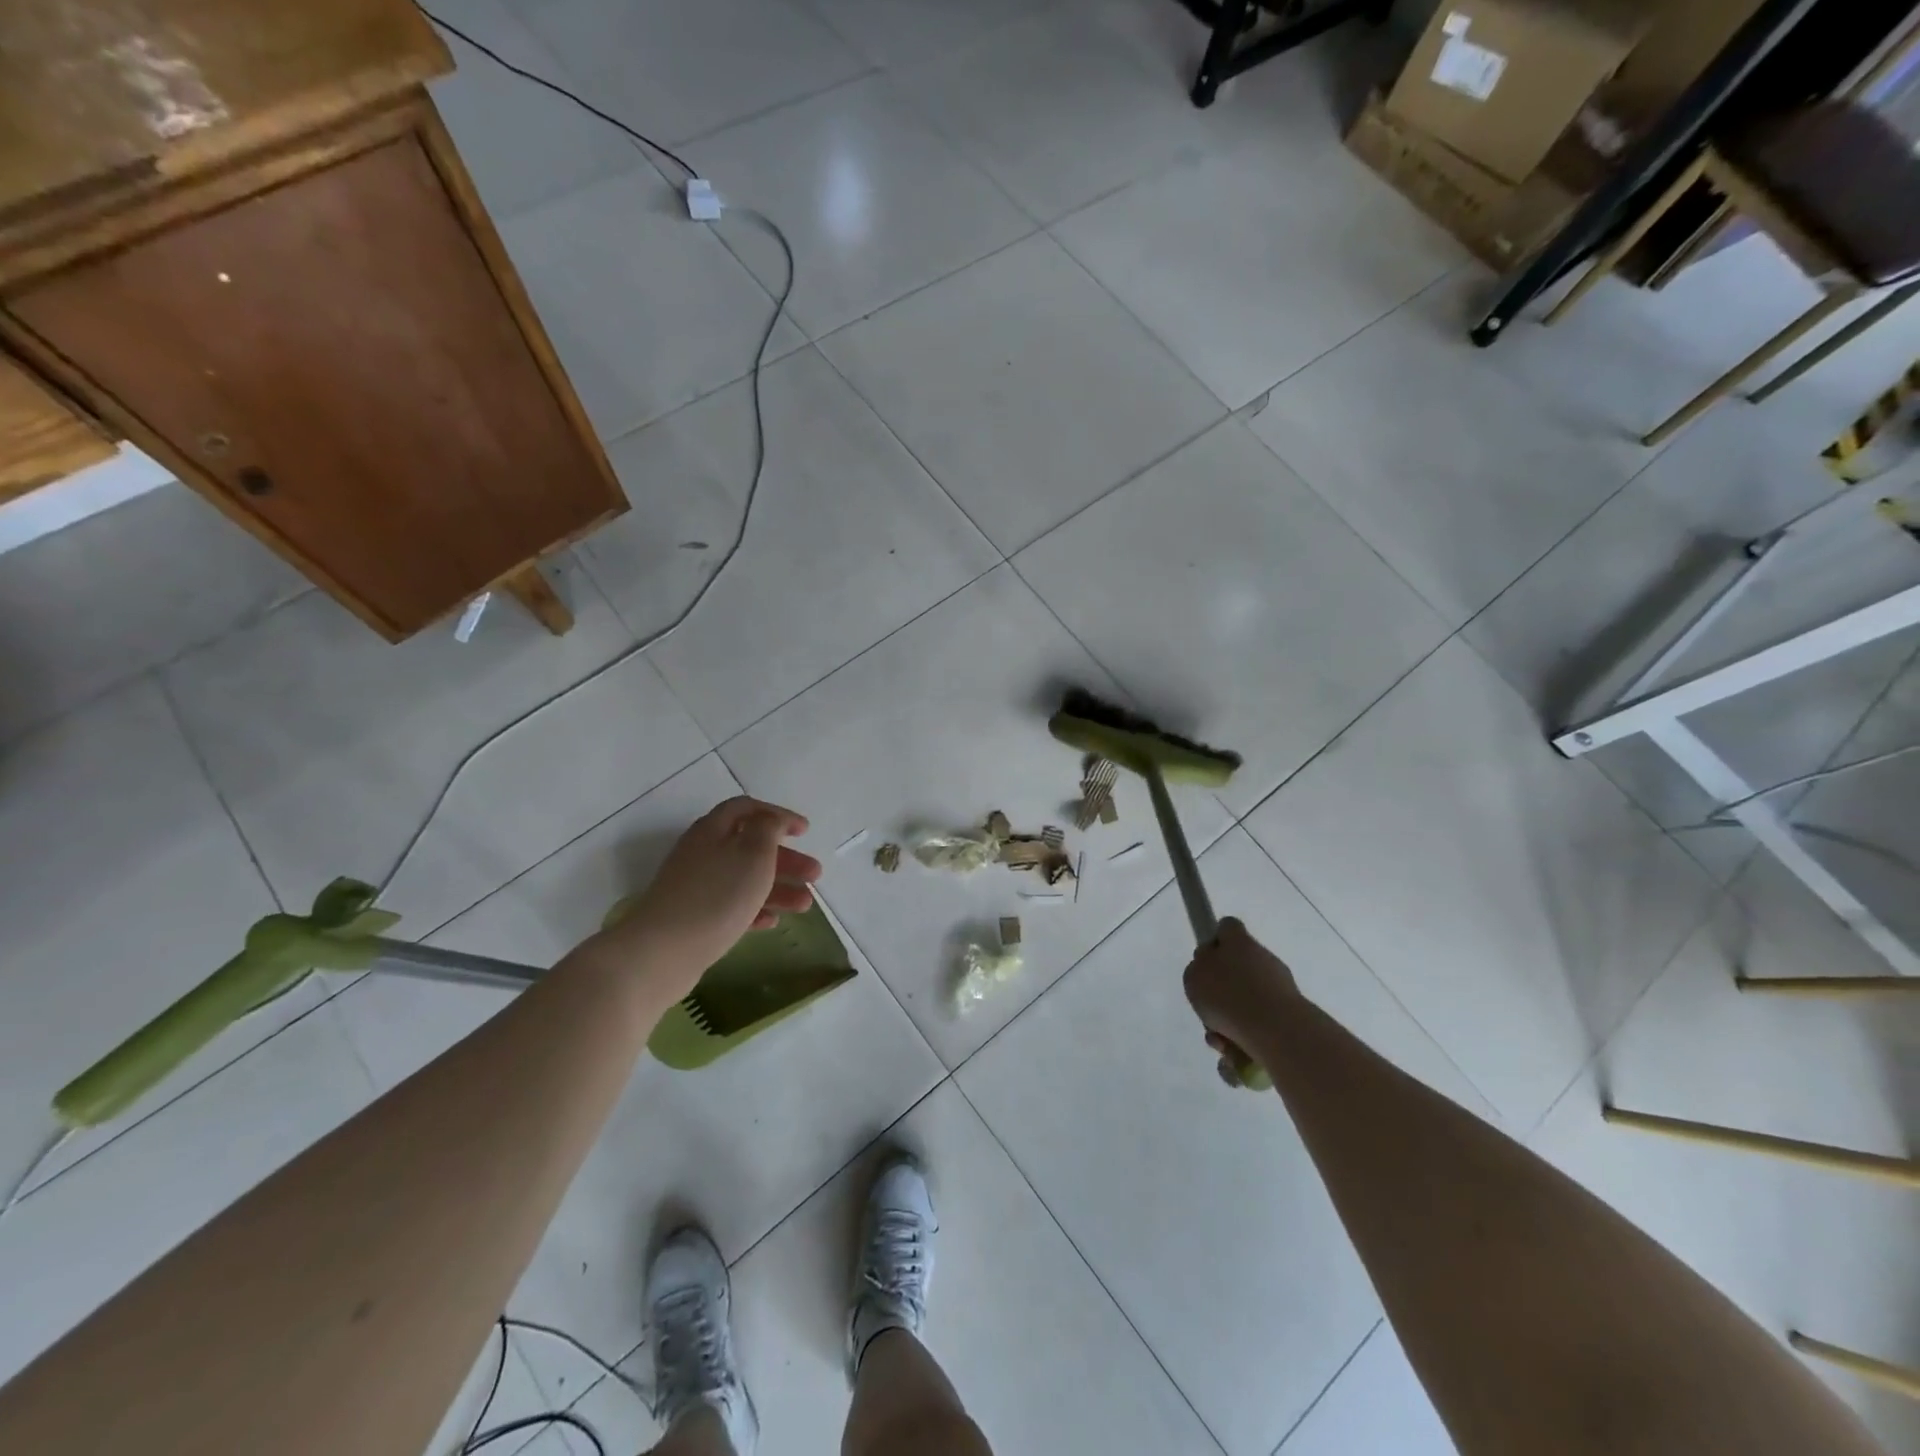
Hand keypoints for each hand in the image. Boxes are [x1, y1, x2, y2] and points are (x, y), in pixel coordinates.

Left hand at [617, 797, 821, 981]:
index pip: (748, 809)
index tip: (805, 831)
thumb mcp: (753, 852)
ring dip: (778, 888)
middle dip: (786, 859)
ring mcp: (696, 886)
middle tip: (815, 873)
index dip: (778, 815)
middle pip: (750, 847)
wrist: (663, 951)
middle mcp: (702, 852)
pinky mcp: (693, 917)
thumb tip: (770, 820)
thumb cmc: (717, 895)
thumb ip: (767, 828)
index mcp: (713, 830)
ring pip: (744, 879)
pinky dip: (754, 909)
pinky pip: (731, 906)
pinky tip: (772, 922)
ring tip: (805, 905)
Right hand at [1183, 918, 1298, 1085]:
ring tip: (1222, 1045)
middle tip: (1209, 1013)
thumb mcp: (1195, 976)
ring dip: (1230, 1025)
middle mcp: (1262, 960)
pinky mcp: (1291, 1017)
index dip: (1215, 941)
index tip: (1206, 961)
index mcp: (1239, 943)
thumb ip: (1199, 969)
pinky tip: (1236, 1058)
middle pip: (1237, 971)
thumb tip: (1211, 971)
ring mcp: (1280, 988)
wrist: (1276, 1030)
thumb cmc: (1228, 997)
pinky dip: (1246, 1044)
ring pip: (1246, 1005)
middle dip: (1221, 995)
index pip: (1227, 928)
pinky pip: (1259, 1030)